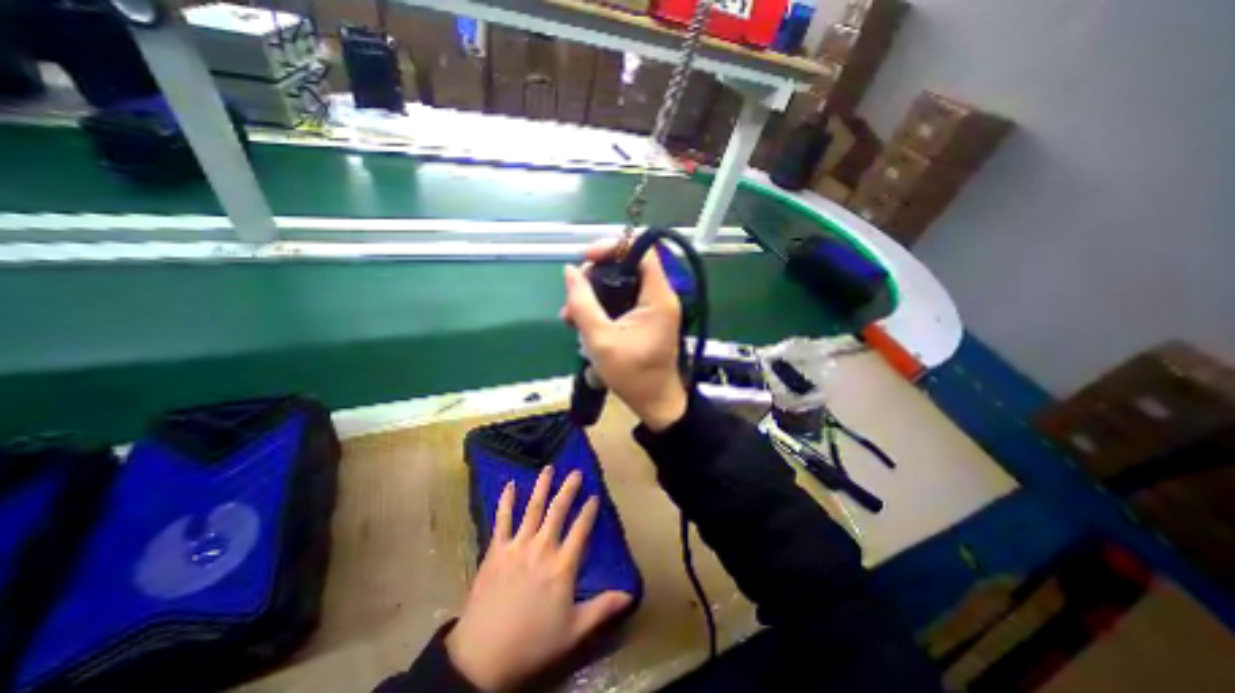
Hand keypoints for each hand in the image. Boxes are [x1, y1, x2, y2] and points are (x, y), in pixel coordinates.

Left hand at [445, 466, 630, 691]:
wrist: (482, 657)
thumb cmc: (533, 643)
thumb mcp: (574, 631)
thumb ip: (603, 608)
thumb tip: (631, 594)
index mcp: (563, 564)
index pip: (581, 529)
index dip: (589, 511)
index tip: (595, 495)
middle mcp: (542, 547)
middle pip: (558, 510)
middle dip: (568, 489)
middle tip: (575, 472)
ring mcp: (517, 545)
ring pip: (532, 508)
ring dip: (541, 486)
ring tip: (548, 468)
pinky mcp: (496, 550)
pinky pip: (502, 520)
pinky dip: (506, 501)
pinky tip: (509, 485)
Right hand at [563, 242, 690, 429]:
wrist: (655, 403)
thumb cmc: (633, 375)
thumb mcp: (601, 340)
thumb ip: (583, 303)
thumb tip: (569, 271)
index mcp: (657, 297)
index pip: (642, 251)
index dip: (614, 247)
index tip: (586, 259)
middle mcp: (659, 297)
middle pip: (627, 266)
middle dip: (595, 275)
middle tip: (573, 295)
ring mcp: (653, 308)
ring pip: (621, 284)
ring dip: (593, 294)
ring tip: (570, 316)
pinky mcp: (646, 319)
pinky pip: (622, 301)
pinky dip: (601, 306)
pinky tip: (581, 322)